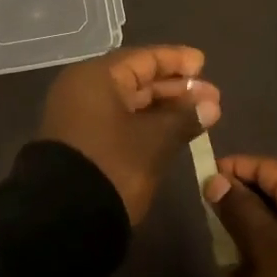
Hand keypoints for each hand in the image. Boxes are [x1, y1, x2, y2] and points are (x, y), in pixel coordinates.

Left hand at [40, 46, 221, 223]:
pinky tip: (174, 131)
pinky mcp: (83, 141)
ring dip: (164, 108)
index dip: (176, 60)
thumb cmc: (112, 165)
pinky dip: (147, 123)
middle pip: (136, 79)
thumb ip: (184, 117)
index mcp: (96, 77)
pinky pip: (120, 120)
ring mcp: (80, 116)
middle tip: (212, 96)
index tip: (204, 64)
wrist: (64, 218)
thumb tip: (211, 104)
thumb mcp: (154, 141)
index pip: (143, 58)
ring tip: (202, 114)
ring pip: (129, 102)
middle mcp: (84, 89)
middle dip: (175, 88)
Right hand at [204, 155, 276, 276]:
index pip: (266, 166)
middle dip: (239, 209)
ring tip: (227, 262)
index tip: (203, 183)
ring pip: (276, 226)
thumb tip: (217, 180)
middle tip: (212, 225)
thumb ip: (238, 209)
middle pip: (271, 195)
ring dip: (248, 239)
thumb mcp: (263, 246)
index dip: (233, 170)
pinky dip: (265, 260)